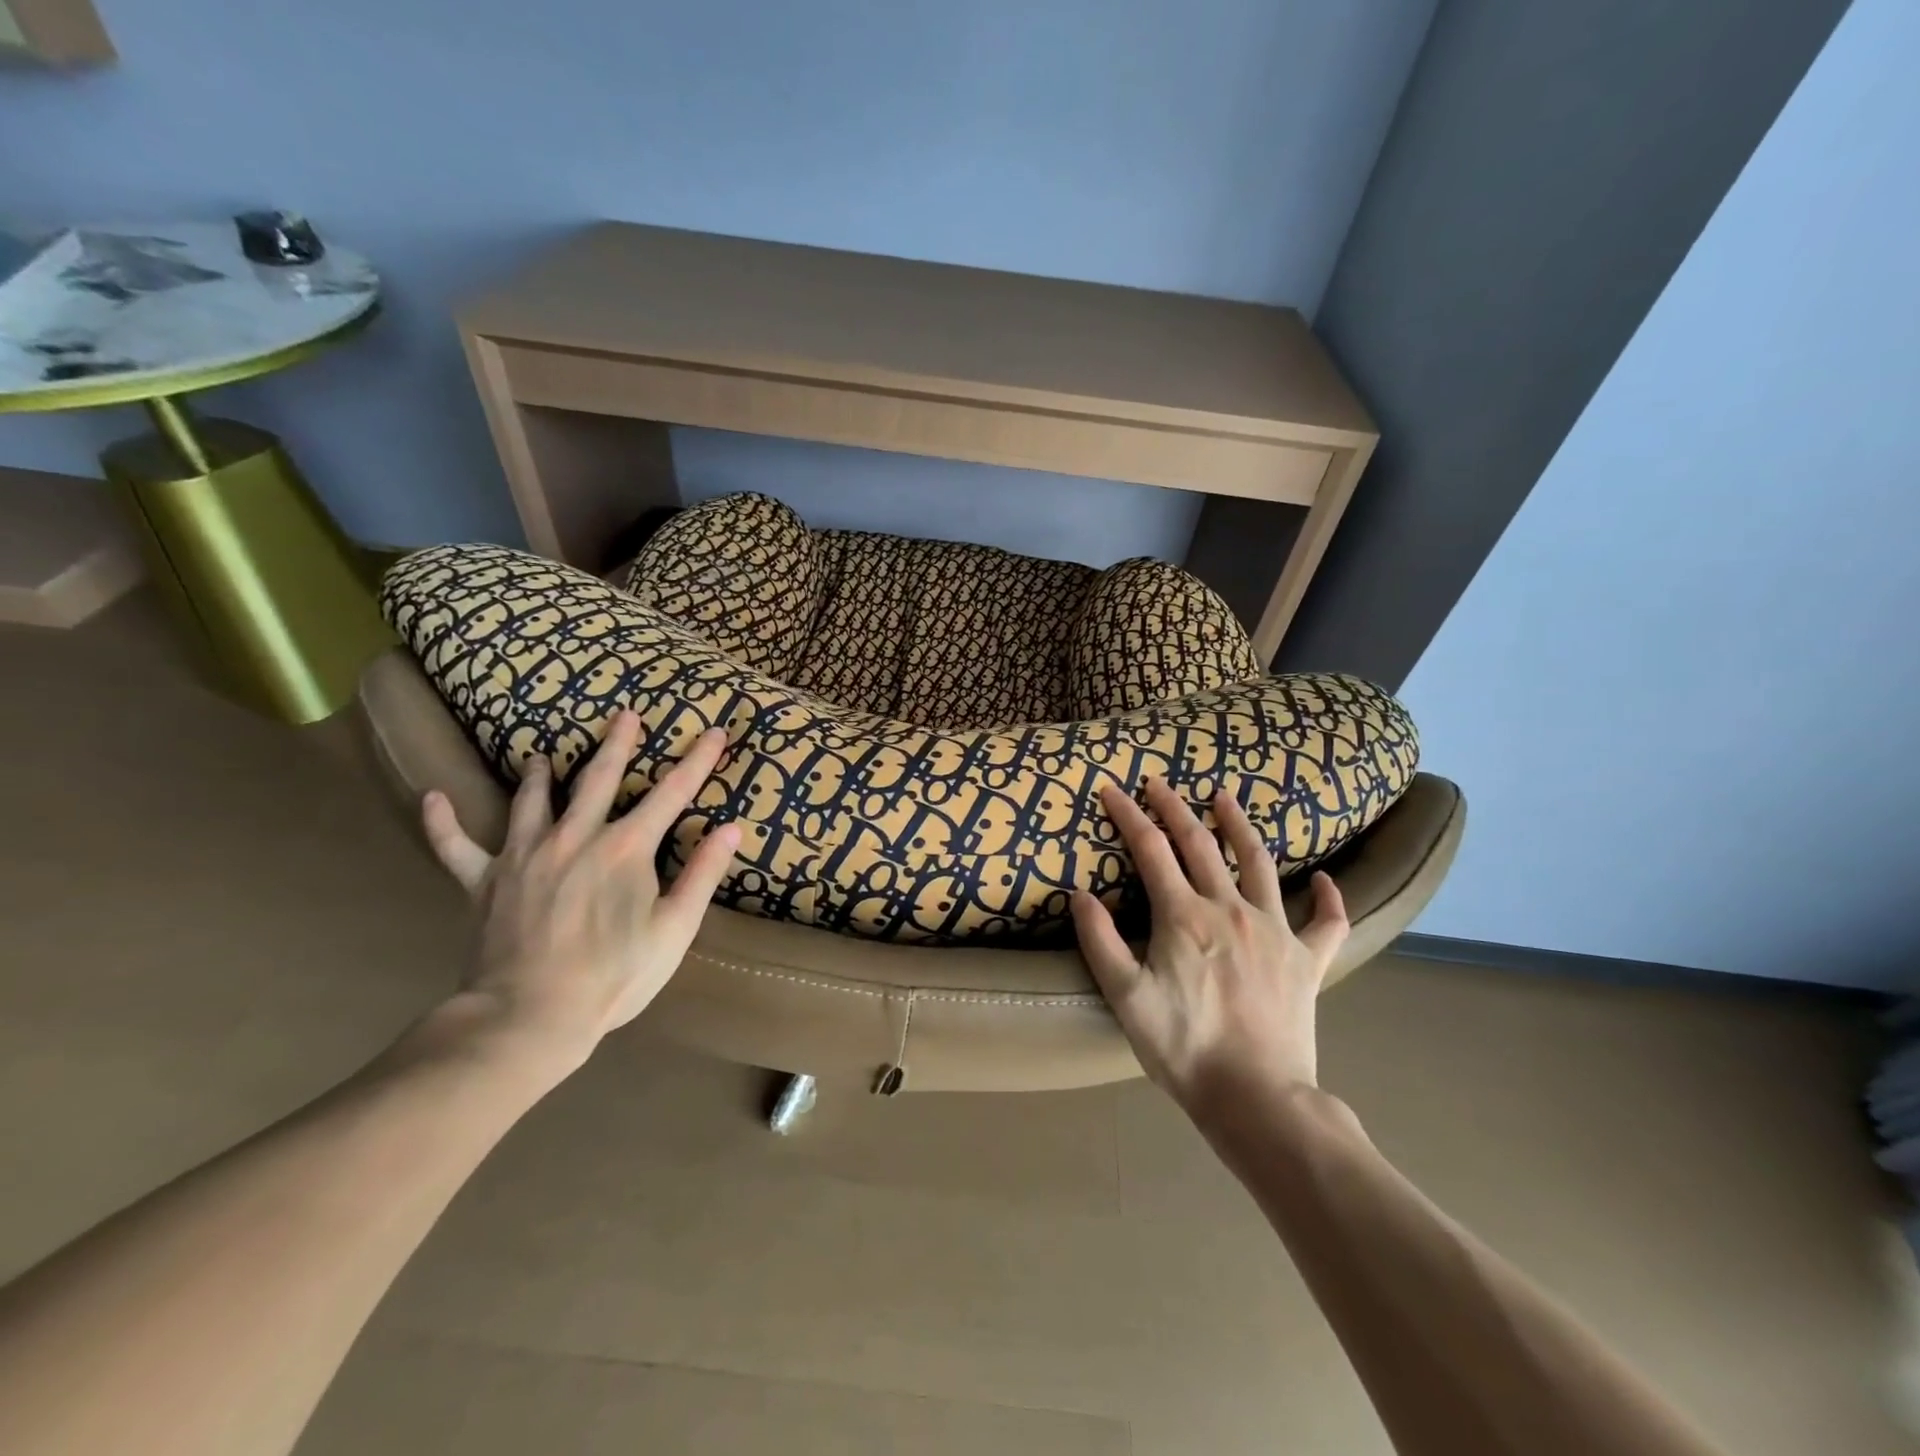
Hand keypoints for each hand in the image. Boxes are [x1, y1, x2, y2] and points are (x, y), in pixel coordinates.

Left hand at [419, 709, 740, 1076]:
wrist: (528, 1017)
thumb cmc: (613, 976)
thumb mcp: (674, 930)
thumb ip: (702, 874)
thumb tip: (731, 828)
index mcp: (626, 849)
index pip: (673, 793)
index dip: (698, 761)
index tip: (715, 732)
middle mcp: (576, 837)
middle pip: (599, 779)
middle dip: (617, 745)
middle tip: (624, 715)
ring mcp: (525, 855)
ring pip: (533, 801)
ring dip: (542, 776)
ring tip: (545, 755)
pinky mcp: (484, 882)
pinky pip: (457, 847)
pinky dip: (445, 823)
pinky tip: (433, 799)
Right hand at [1071, 776, 1348, 1114]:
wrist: (1256, 1099)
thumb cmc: (1183, 1048)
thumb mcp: (1125, 998)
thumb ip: (1099, 941)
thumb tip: (1080, 893)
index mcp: (1184, 916)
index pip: (1150, 850)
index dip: (1128, 816)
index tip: (1111, 789)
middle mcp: (1230, 909)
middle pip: (1199, 843)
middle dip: (1174, 807)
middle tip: (1157, 782)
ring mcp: (1276, 930)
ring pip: (1258, 862)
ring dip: (1238, 825)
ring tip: (1225, 797)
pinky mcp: (1307, 959)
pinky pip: (1327, 921)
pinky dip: (1329, 897)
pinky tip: (1327, 880)